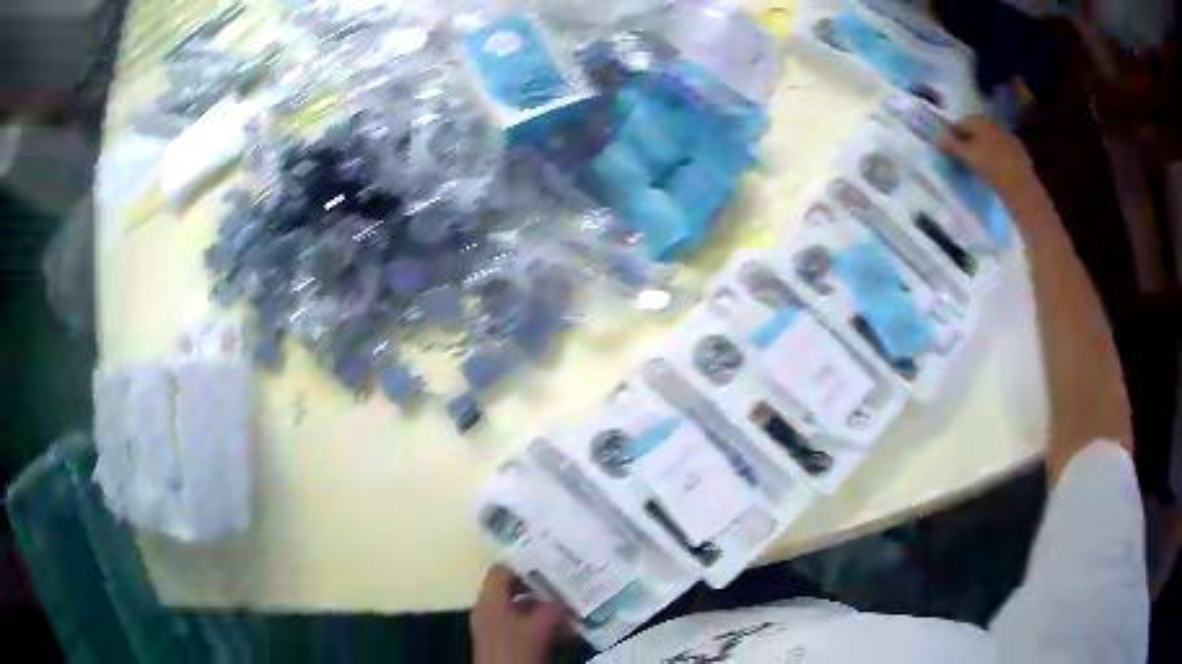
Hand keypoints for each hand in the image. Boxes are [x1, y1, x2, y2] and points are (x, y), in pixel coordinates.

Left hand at [471, 566, 567, 663]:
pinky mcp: (501, 643)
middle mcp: (487, 610)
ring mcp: (493, 628)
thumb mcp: (539, 627)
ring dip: (543, 610)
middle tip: (564, 587)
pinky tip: (562, 631)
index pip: (501, 570)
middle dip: (539, 590)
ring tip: (570, 612)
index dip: (523, 566)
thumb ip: (552, 608)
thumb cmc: (516, 651)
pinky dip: (539, 625)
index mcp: (489, 601)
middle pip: (511, 590)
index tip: (549, 566)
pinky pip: (519, 626)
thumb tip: (564, 599)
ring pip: (519, 609)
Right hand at [938, 115, 1035, 199]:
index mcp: (979, 119)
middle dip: (967, 142)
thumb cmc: (992, 168)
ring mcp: (1007, 137)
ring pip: (988, 141)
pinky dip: (994, 158)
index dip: (951, 136)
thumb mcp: (968, 156)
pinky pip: (1000, 152)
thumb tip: (937, 139)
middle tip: (961, 158)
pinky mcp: (1018, 153)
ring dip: (981, 150)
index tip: (947, 150)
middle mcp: (993, 123)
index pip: (960, 123)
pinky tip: (992, 171)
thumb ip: (951, 146)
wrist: (1022, 187)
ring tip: (976, 166)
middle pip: (975, 131)